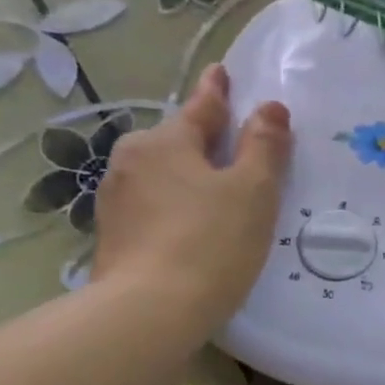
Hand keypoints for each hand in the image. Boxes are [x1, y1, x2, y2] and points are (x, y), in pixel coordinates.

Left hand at [91, 63, 291, 333]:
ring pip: (163, 177)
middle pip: (178, 143)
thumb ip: (264, 146)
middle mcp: (132, 162)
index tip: (220, 71)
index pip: (201, 108)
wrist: (149, 313)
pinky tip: (191, 229)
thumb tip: (271, 108)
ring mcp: (116, 201)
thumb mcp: (253, 191)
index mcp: (165, 142)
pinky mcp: (113, 238)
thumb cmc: (210, 243)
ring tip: (215, 195)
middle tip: (233, 150)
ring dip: (188, 179)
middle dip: (203, 142)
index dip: (217, 91)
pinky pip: (153, 208)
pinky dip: (175, 209)